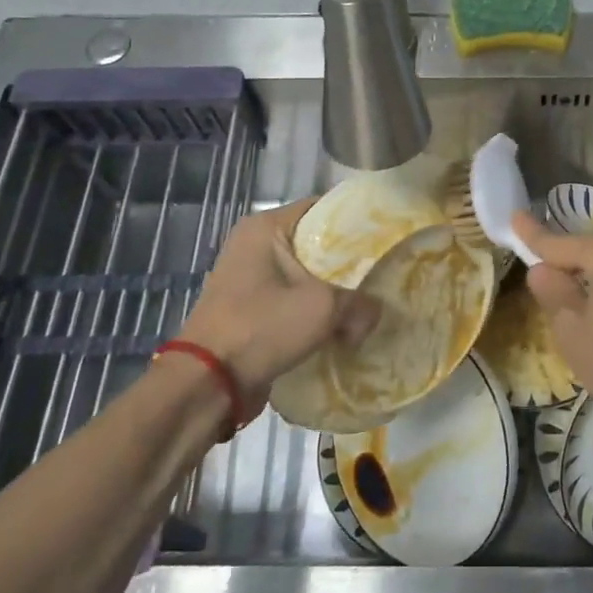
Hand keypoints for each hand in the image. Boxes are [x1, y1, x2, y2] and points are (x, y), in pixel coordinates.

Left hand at [180, 197, 380, 407]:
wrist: (208, 384)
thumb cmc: (262, 327)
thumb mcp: (323, 308)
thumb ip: (360, 303)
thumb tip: (375, 313)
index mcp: (265, 227)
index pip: (322, 208)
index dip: (356, 221)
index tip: (384, 238)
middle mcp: (253, 245)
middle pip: (315, 244)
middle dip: (347, 263)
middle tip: (381, 274)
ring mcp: (248, 278)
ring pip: (305, 276)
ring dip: (332, 292)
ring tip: (367, 303)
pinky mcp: (248, 309)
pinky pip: (292, 301)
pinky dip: (314, 312)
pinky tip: (341, 327)